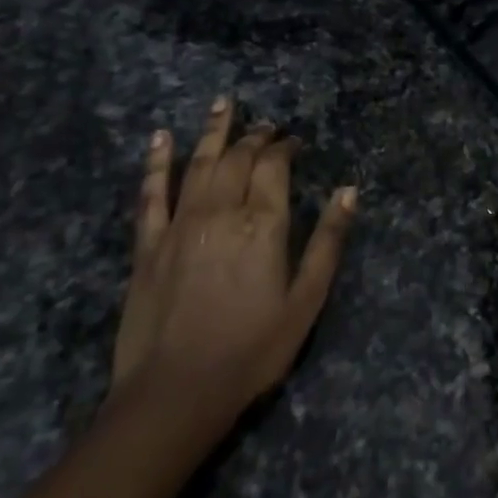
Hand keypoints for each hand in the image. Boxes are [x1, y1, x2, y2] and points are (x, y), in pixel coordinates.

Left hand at [109, 99, 357, 428]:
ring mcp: (180, 224)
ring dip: (213, 131)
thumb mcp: (306, 301)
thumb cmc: (251, 350)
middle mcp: (221, 211)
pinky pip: (152, 194)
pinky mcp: (148, 245)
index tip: (292, 141)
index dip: (284, 148)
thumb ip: (328, 242)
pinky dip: (157, 163)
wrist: (175, 394)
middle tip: (265, 124)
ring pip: (199, 163)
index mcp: (263, 224)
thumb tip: (349, 191)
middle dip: (254, 136)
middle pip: (238, 159)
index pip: (274, 167)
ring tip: (223, 103)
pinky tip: (160, 139)